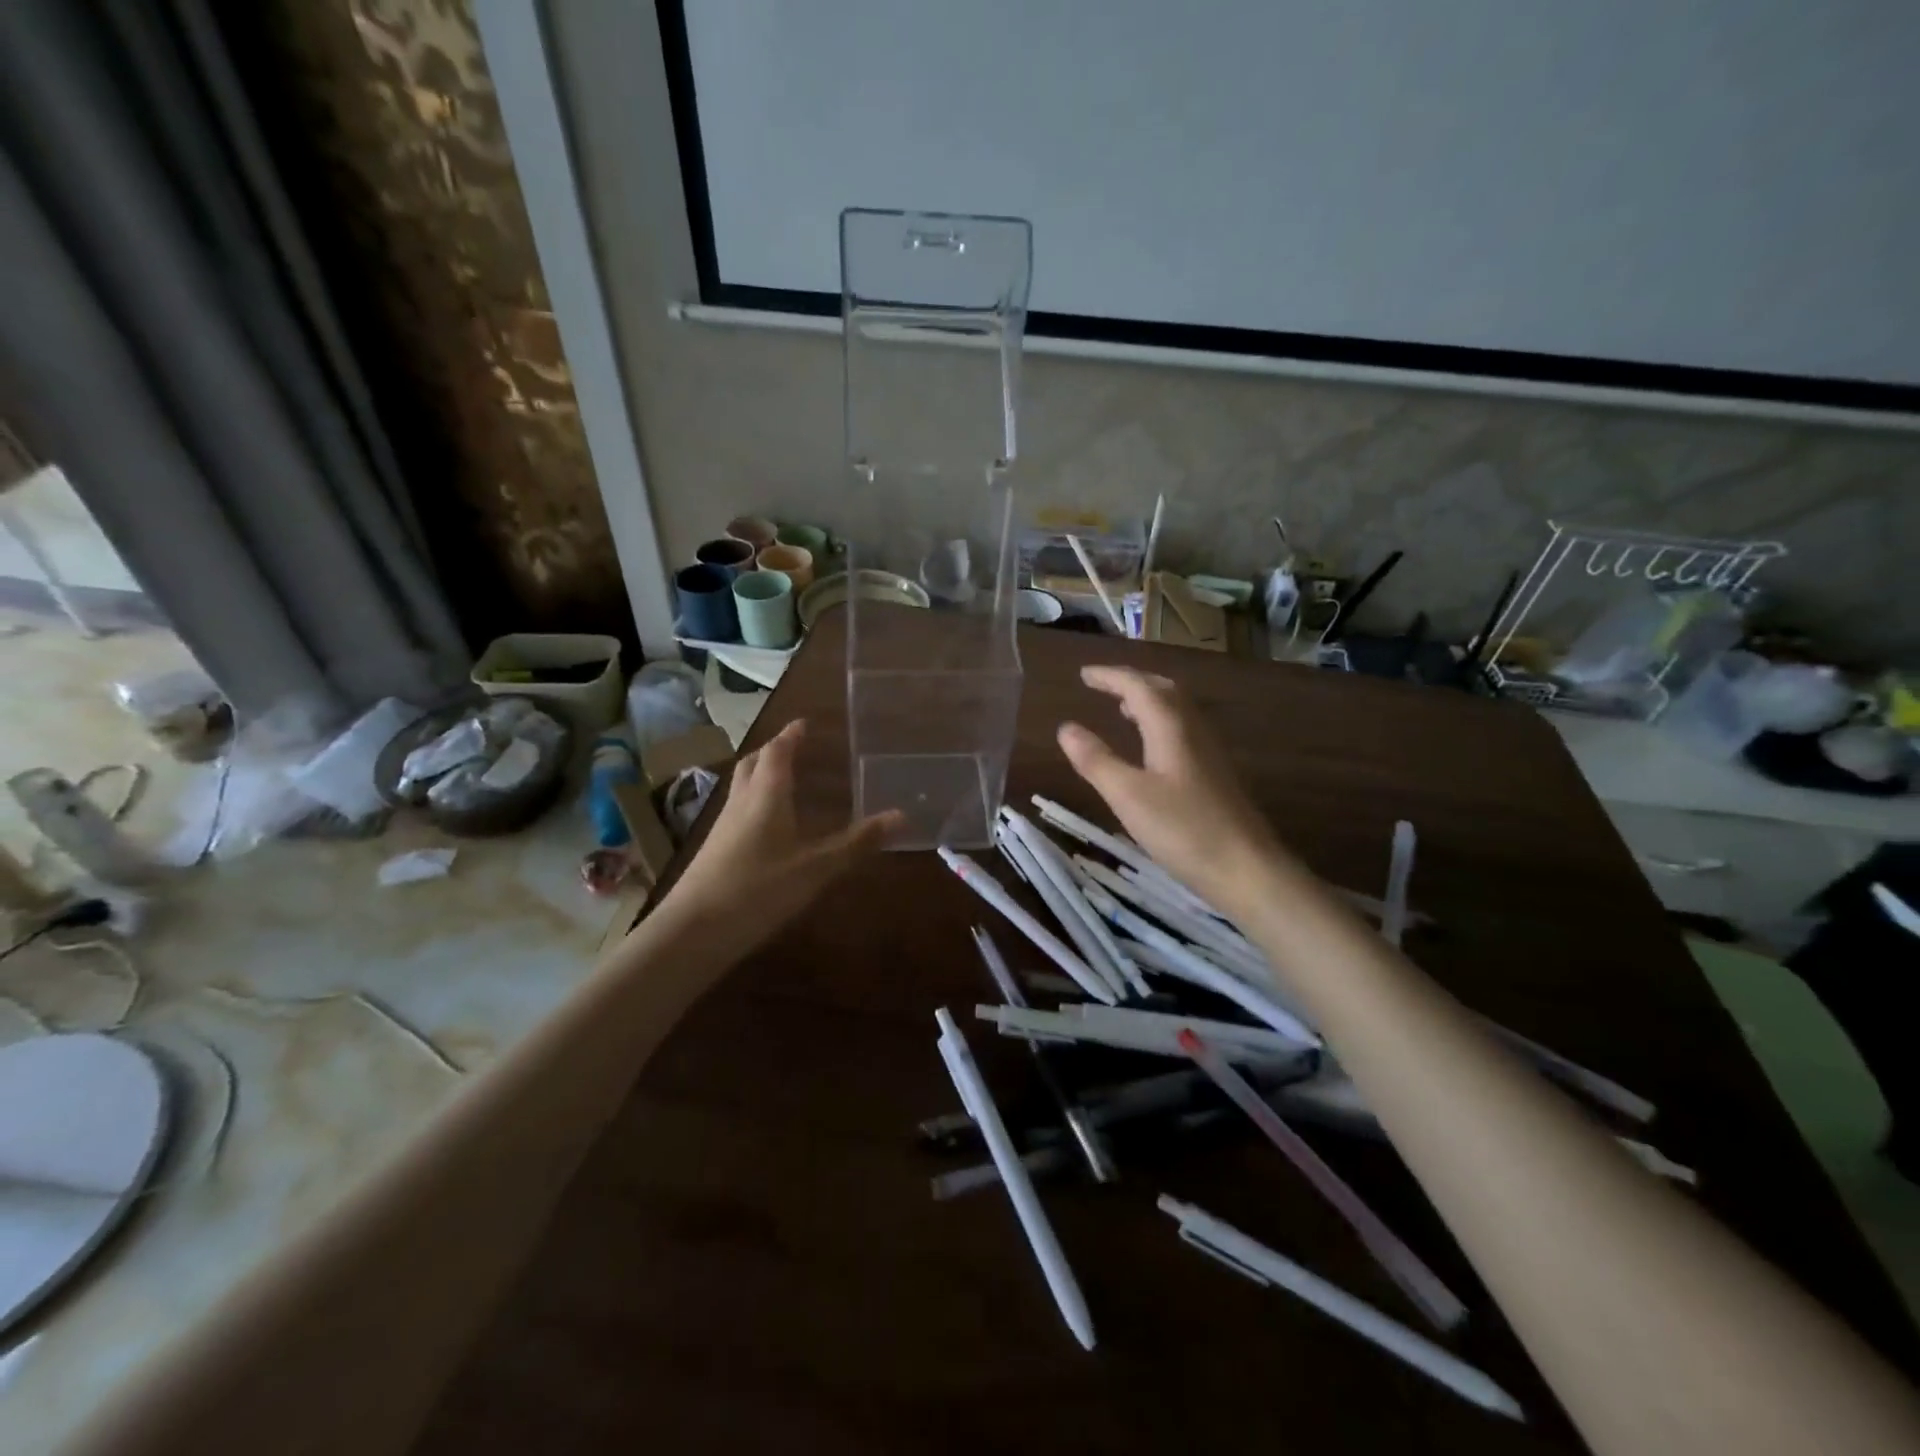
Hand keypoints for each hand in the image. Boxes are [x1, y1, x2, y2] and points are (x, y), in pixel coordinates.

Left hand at [660, 720, 901, 956]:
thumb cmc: (759, 889)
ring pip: (741, 786)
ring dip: (760, 774)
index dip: (791, 735)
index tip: (804, 723)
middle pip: (753, 764)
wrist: (693, 931)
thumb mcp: (816, 868)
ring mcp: (723, 827)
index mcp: (767, 795)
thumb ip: (857, 843)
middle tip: (793, 746)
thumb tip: (901, 816)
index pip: (778, 752)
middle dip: (773, 750)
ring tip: (782, 779)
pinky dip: (753, 803)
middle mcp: (742, 802)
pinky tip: (765, 826)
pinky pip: (736, 811)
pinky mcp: (714, 850)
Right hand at [1056, 666, 1295, 913]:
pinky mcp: (1215, 774)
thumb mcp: (1128, 795)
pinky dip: (1160, 723)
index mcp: (1171, 727)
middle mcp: (1194, 730)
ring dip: (1148, 701)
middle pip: (1163, 690)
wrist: (1248, 869)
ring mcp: (1209, 752)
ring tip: (1122, 708)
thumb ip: (1096, 759)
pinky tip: (1151, 748)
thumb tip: (1066, 727)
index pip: (1138, 686)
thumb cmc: (1184, 830)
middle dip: (1131, 682)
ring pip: (1177, 710)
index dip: (1109, 676)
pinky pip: (1183, 730)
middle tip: (1102, 684)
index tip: (1083, 674)